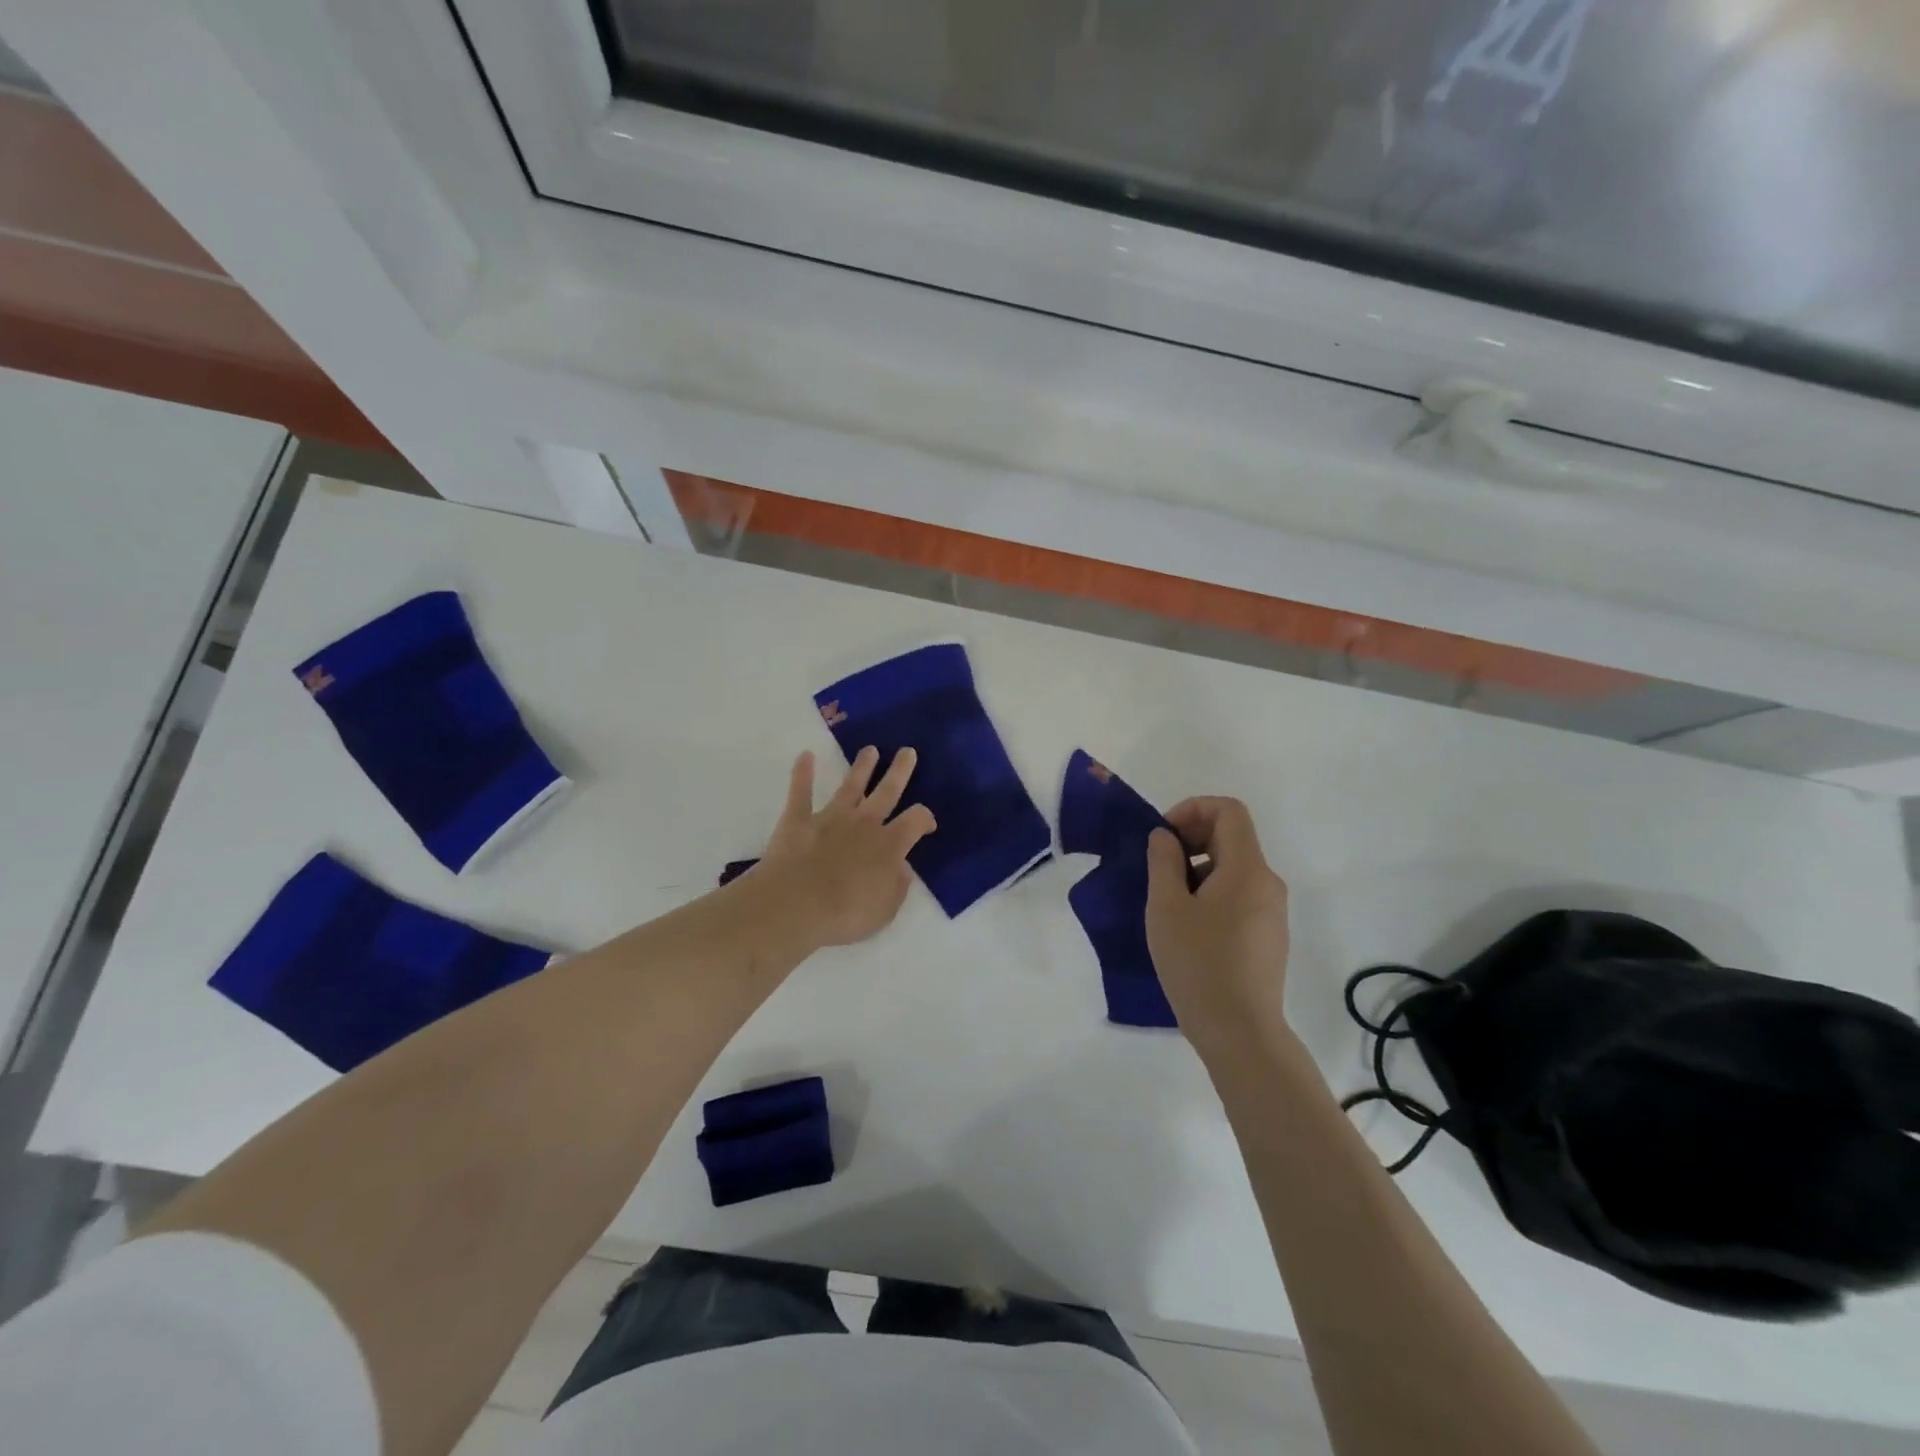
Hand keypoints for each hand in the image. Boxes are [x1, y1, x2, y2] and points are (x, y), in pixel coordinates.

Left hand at [750, 747, 936, 949]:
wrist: (796, 905)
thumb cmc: (845, 914)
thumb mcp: (885, 910)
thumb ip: (898, 887)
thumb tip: (903, 868)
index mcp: (889, 846)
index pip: (915, 821)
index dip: (925, 818)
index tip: (927, 823)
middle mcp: (864, 824)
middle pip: (887, 791)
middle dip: (899, 771)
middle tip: (907, 752)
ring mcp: (830, 818)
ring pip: (850, 786)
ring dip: (861, 767)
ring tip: (870, 750)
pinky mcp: (798, 820)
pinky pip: (801, 792)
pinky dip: (802, 773)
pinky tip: (805, 756)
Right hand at [1145, 797, 1290, 1054]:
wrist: (1240, 1032)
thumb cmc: (1198, 963)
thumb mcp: (1166, 907)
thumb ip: (1163, 861)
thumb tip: (1166, 837)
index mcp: (1248, 869)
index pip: (1229, 811)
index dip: (1193, 809)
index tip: (1164, 836)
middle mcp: (1268, 883)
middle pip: (1232, 838)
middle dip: (1192, 839)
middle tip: (1159, 867)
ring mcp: (1273, 912)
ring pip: (1234, 869)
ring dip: (1198, 869)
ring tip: (1168, 903)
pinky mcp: (1269, 936)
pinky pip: (1240, 895)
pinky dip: (1212, 893)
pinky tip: (1189, 927)